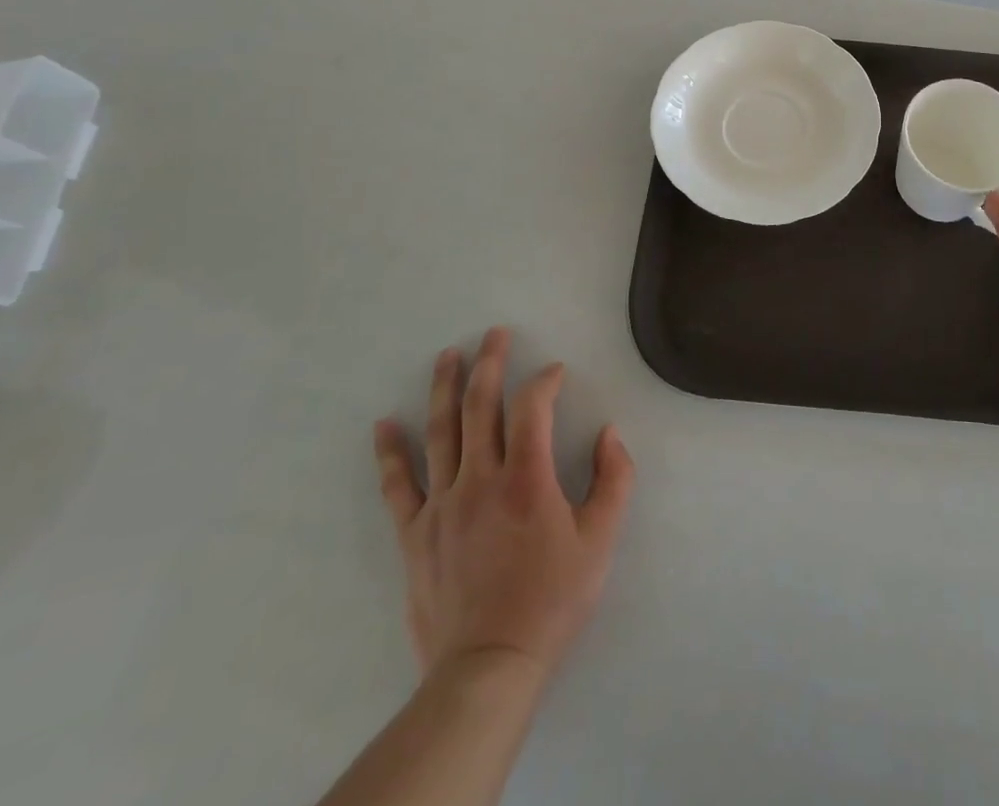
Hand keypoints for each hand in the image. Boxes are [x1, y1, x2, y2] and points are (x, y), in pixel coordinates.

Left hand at [373, 329, 634, 686]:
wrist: (489, 665)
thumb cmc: (552, 598)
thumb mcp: (601, 539)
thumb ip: (615, 479)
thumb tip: (610, 433)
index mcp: (527, 477)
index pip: (532, 407)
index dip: (545, 381)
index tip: (556, 373)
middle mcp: (480, 478)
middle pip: (481, 406)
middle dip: (490, 363)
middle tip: (494, 333)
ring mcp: (442, 504)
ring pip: (440, 432)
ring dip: (444, 388)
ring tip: (448, 355)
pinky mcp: (415, 533)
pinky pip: (398, 484)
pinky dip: (389, 452)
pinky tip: (384, 424)